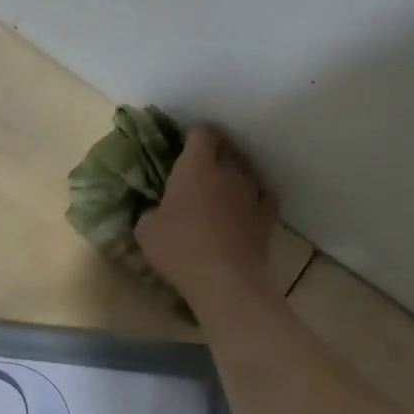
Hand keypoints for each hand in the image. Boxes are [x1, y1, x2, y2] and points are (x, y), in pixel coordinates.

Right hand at [136, 125, 277, 308]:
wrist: (225, 280)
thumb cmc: (179, 248)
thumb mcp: (146, 231)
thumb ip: (150, 212)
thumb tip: (156, 212)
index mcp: (195, 167)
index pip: (202, 134)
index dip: (194, 136)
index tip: (185, 146)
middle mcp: (227, 171)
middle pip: (227, 149)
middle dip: (216, 153)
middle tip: (201, 168)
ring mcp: (251, 193)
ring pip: (247, 171)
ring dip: (235, 175)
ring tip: (224, 188)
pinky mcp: (267, 216)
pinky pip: (263, 196)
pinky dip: (254, 198)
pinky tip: (246, 207)